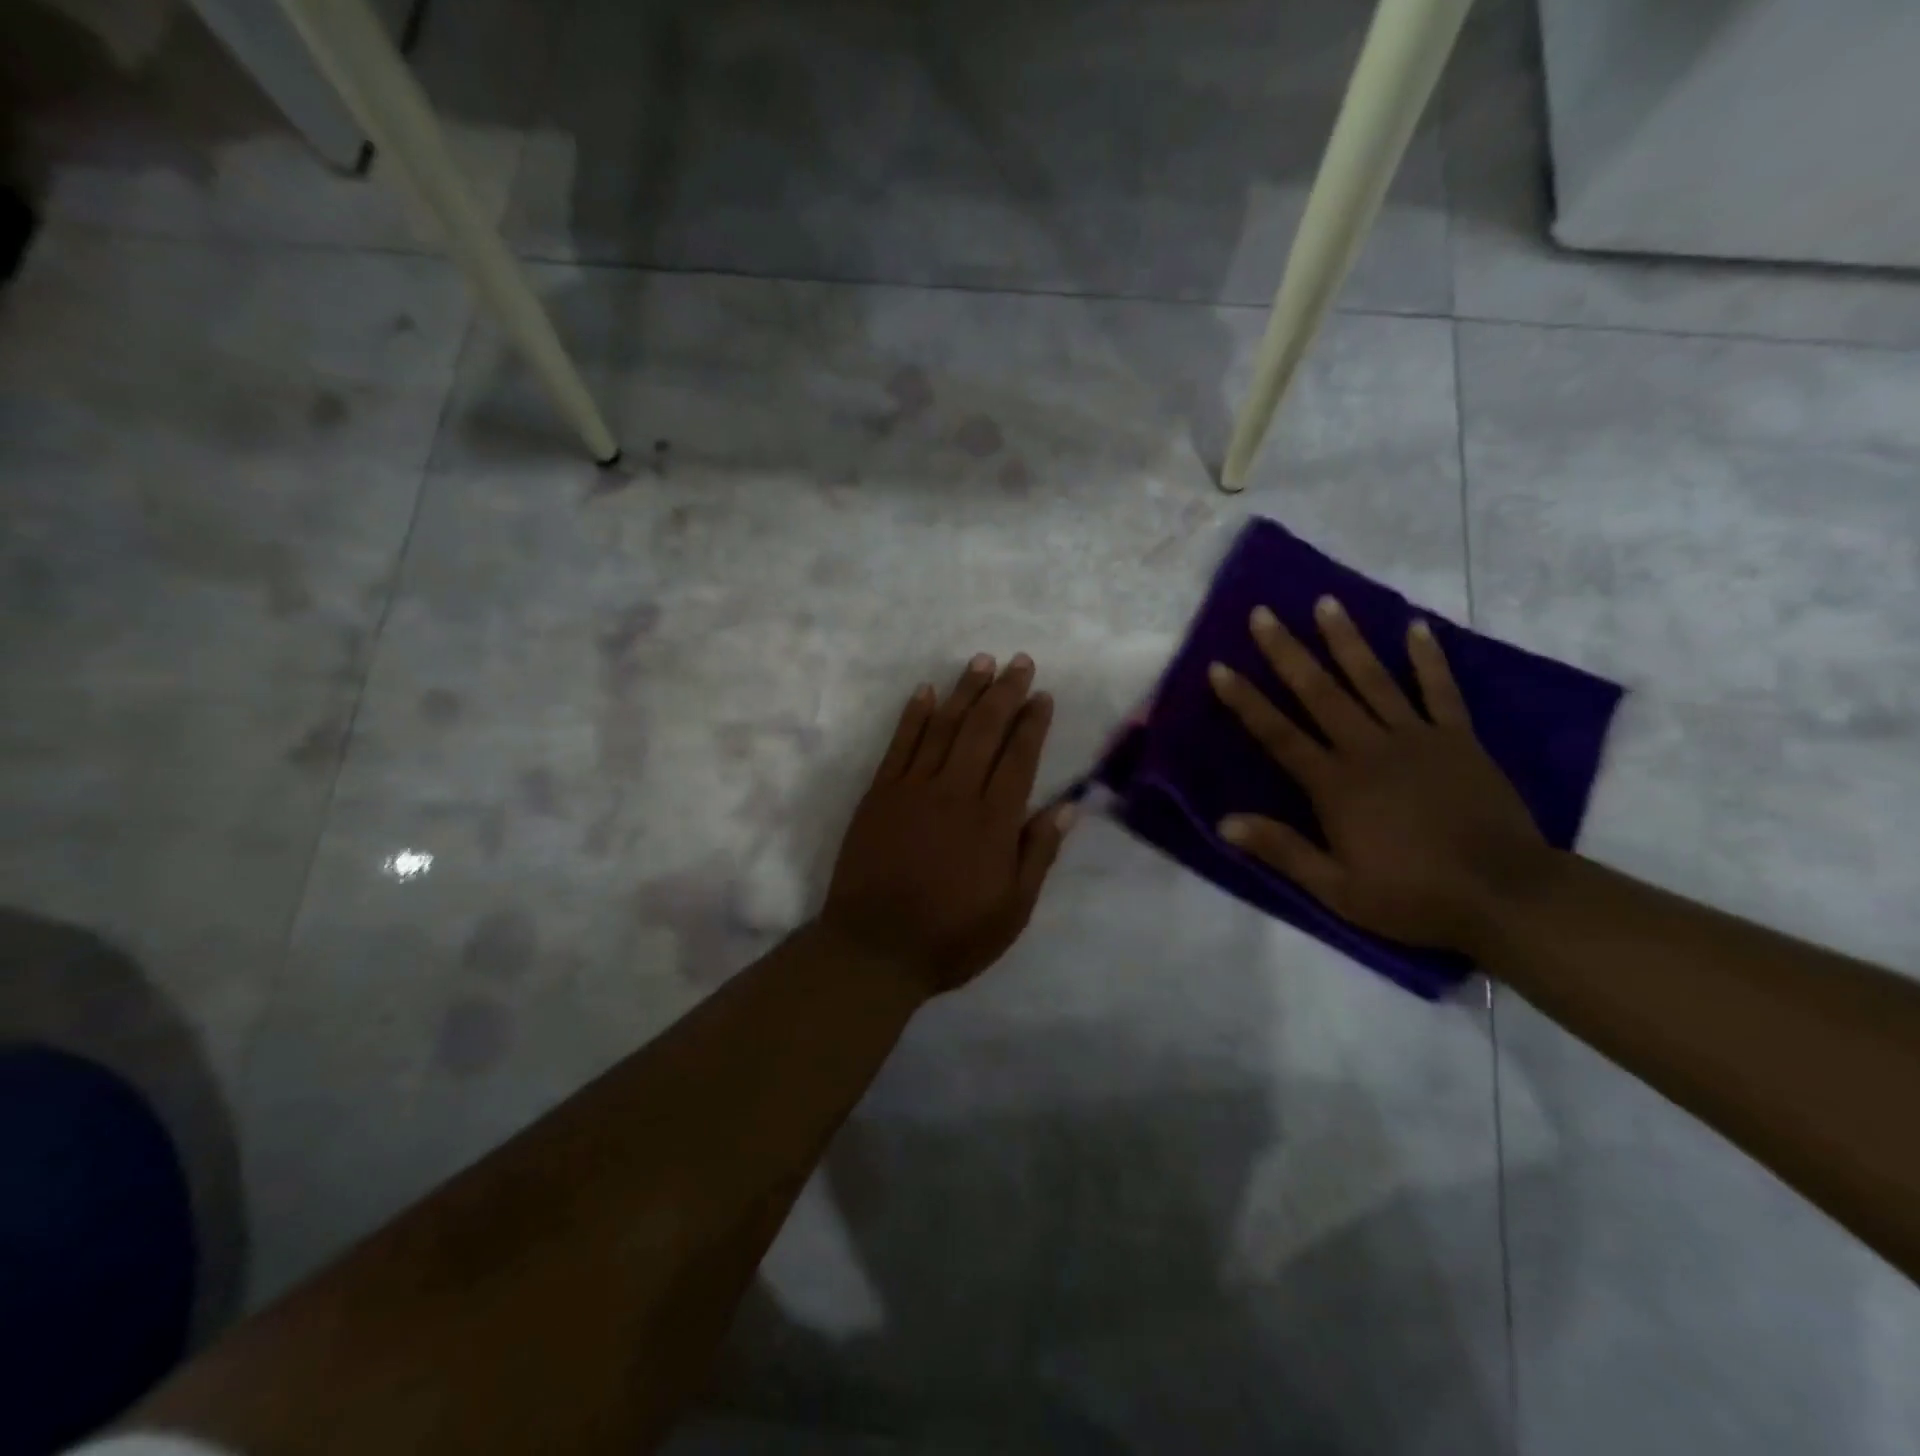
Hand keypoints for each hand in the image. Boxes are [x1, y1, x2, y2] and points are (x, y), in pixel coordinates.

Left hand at [821, 653, 1076, 996]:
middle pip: (984, 730)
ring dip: (964, 691)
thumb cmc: (951, 936)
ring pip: (944, 727)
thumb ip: (1038, 854)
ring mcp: (913, 789)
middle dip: (1005, 692)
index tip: (1043, 696)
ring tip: (981, 662)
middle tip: (1020, 662)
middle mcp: (955, 792)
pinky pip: (899, 744)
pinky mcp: (880, 794)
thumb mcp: (1012, 910)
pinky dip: (913, 715)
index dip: (1033, 723)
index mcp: (993, 821)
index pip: (1019, 758)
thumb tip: (1067, 806)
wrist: (875, 948)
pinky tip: (925, 692)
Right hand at [1208, 598, 1551, 954]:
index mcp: (1335, 784)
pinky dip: (1428, 658)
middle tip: (1263, 613)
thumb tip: (1224, 823)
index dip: (1246, 700)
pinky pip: (1440, 690)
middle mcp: (1369, 749)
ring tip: (1326, 602)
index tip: (1219, 667)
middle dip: (1287, 651)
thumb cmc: (1414, 896)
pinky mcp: (1458, 739)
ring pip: (1373, 679)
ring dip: (1346, 640)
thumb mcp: (1337, 889)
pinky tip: (1416, 626)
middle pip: (1320, 692)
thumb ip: (1282, 850)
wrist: (1506, 894)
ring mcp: (1417, 738)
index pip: (1278, 734)